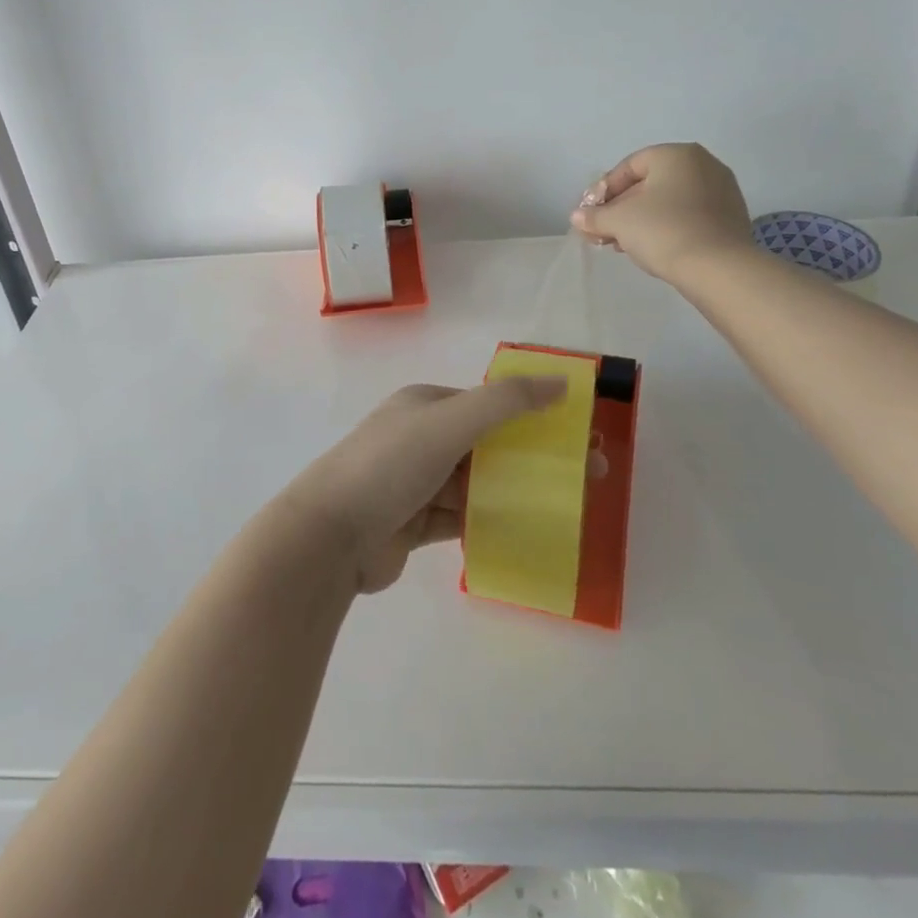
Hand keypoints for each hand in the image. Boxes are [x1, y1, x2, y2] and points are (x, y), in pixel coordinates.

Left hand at [282, 379, 568, 593]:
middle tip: (589, 476)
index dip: (535, 416)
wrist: (329, 537)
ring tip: (569, 507)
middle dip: (535, 457)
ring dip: (518, 491)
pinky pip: (464, 519)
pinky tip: (529, 532)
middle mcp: (421, 438)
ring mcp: (417, 483)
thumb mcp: (448, 423)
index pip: (488, 405)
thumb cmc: (389, 467)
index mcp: (426, 406)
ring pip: (479, 484)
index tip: (578, 436)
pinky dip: (492, 522)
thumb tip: (560, 381)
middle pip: (489, 445)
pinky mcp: (415, 524)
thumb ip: (505, 402)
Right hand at [570, 143, 753, 287]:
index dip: (603, 190)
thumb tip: (578, 216)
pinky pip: (688, 215)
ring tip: (621, 244)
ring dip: (641, 220)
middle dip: (621, 208)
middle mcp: (703, 164)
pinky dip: (666, 227)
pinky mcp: (730, 217)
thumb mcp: (618, 221)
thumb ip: (594, 216)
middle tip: (602, 231)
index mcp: (676, 154)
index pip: (628, 166)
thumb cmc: (663, 230)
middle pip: (649, 183)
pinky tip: (650, 248)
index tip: (590, 214)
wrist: (718, 268)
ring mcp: (721, 191)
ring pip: (668, 201)